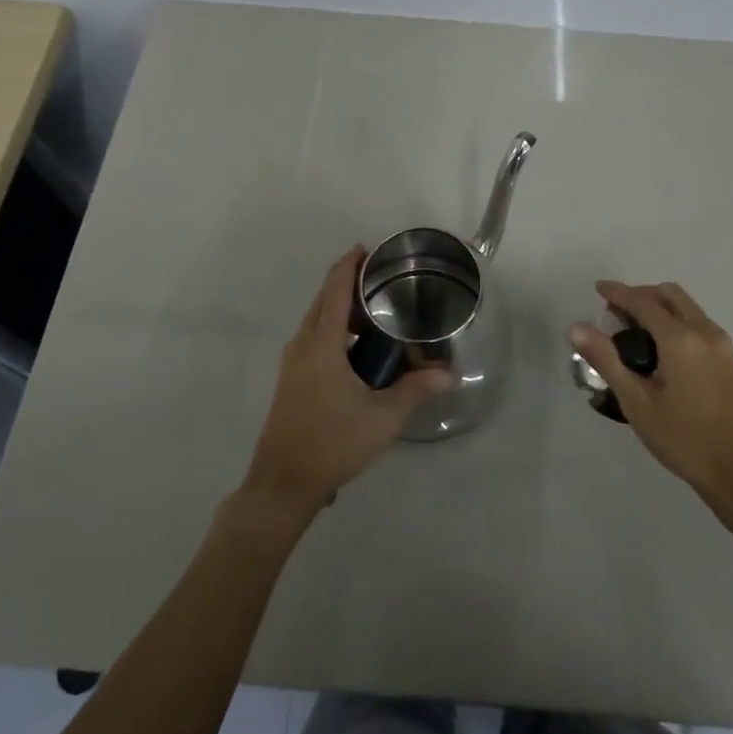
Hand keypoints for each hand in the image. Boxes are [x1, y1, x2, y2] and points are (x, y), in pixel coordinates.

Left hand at [241, 247, 453, 520]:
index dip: (349, 264)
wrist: (283, 484)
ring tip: (377, 311)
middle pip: (324, 299)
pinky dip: (335, 328)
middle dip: (350, 283)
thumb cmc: (332, 443)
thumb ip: (415, 390)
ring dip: (342, 308)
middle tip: (384, 280)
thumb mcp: (382, 418)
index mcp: (321, 343)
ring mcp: (293, 362)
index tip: (370, 249)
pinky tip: (359, 347)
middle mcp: (303, 344)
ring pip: (318, 320)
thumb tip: (448, 374)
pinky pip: (314, 338)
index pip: (334, 289)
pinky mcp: (292, 378)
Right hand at [569, 280, 732, 505]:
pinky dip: (673, 319)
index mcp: (680, 339)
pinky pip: (696, 322)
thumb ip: (606, 360)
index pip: (643, 301)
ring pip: (685, 306)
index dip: (617, 292)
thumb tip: (576, 327)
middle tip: (614, 313)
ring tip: (632, 329)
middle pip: (668, 295)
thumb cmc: (683, 439)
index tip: (597, 288)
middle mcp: (704, 332)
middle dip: (640, 294)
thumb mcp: (636, 402)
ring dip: (658, 305)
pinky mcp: (728, 358)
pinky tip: (659, 347)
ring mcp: (721, 344)